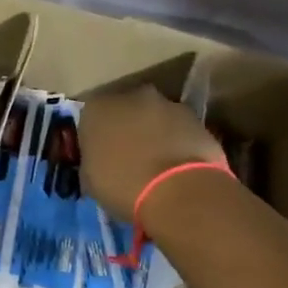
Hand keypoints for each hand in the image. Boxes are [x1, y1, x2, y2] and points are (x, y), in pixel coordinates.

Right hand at [79, 85, 226, 221]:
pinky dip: (178, 142)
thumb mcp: (89, 179)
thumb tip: (100, 159)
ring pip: (155, 117)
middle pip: (125, 110)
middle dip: (126, 128)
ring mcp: (168, 104)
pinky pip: (180, 130)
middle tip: (128, 156)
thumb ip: (92, 159)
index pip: (90, 116)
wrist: (179, 191)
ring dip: (154, 133)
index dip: (96, 136)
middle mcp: (131, 96)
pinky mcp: (197, 119)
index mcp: (97, 107)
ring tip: (157, 165)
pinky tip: (178, 167)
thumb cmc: (122, 185)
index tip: (100, 155)